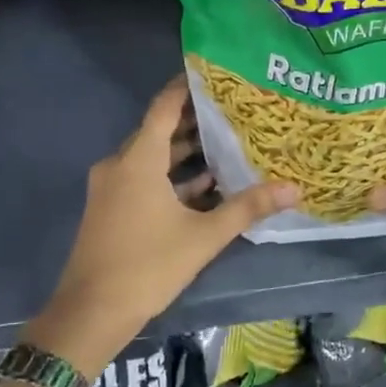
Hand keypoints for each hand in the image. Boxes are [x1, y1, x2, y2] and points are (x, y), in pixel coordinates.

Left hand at [33, 78, 297, 375]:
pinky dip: (172, 177)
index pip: (164, 107)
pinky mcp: (111, 208)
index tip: (216, 73)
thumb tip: (294, 188)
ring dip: (185, 151)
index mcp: (138, 160)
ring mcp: (112, 187)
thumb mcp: (204, 236)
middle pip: (159, 130)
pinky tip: (206, 184)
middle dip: (195, 119)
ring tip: (228, 142)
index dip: (187, 87)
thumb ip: (248, 207)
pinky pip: (144, 178)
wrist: (91, 313)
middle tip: (235, 109)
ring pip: (152, 157)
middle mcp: (120, 164)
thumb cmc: (148, 266)